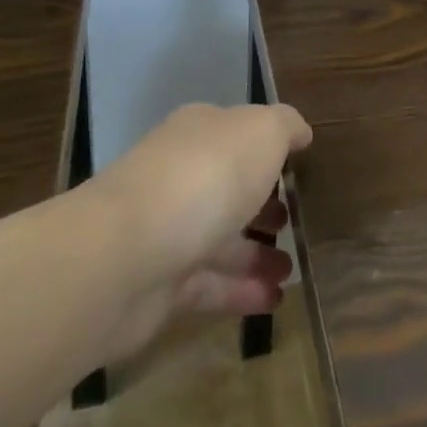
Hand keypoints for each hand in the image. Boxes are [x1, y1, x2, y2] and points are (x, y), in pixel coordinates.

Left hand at [81, 102, 311, 358]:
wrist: (126, 255)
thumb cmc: (206, 177)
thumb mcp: (263, 132)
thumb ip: (286, 127)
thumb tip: (300, 133)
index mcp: (199, 133)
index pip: (235, 132)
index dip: (267, 147)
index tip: (298, 167)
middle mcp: (179, 176)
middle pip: (226, 188)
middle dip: (261, 204)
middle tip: (295, 220)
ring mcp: (166, 232)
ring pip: (220, 240)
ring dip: (257, 254)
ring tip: (293, 270)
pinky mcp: (159, 286)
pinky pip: (210, 286)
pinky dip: (242, 292)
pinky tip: (275, 300)